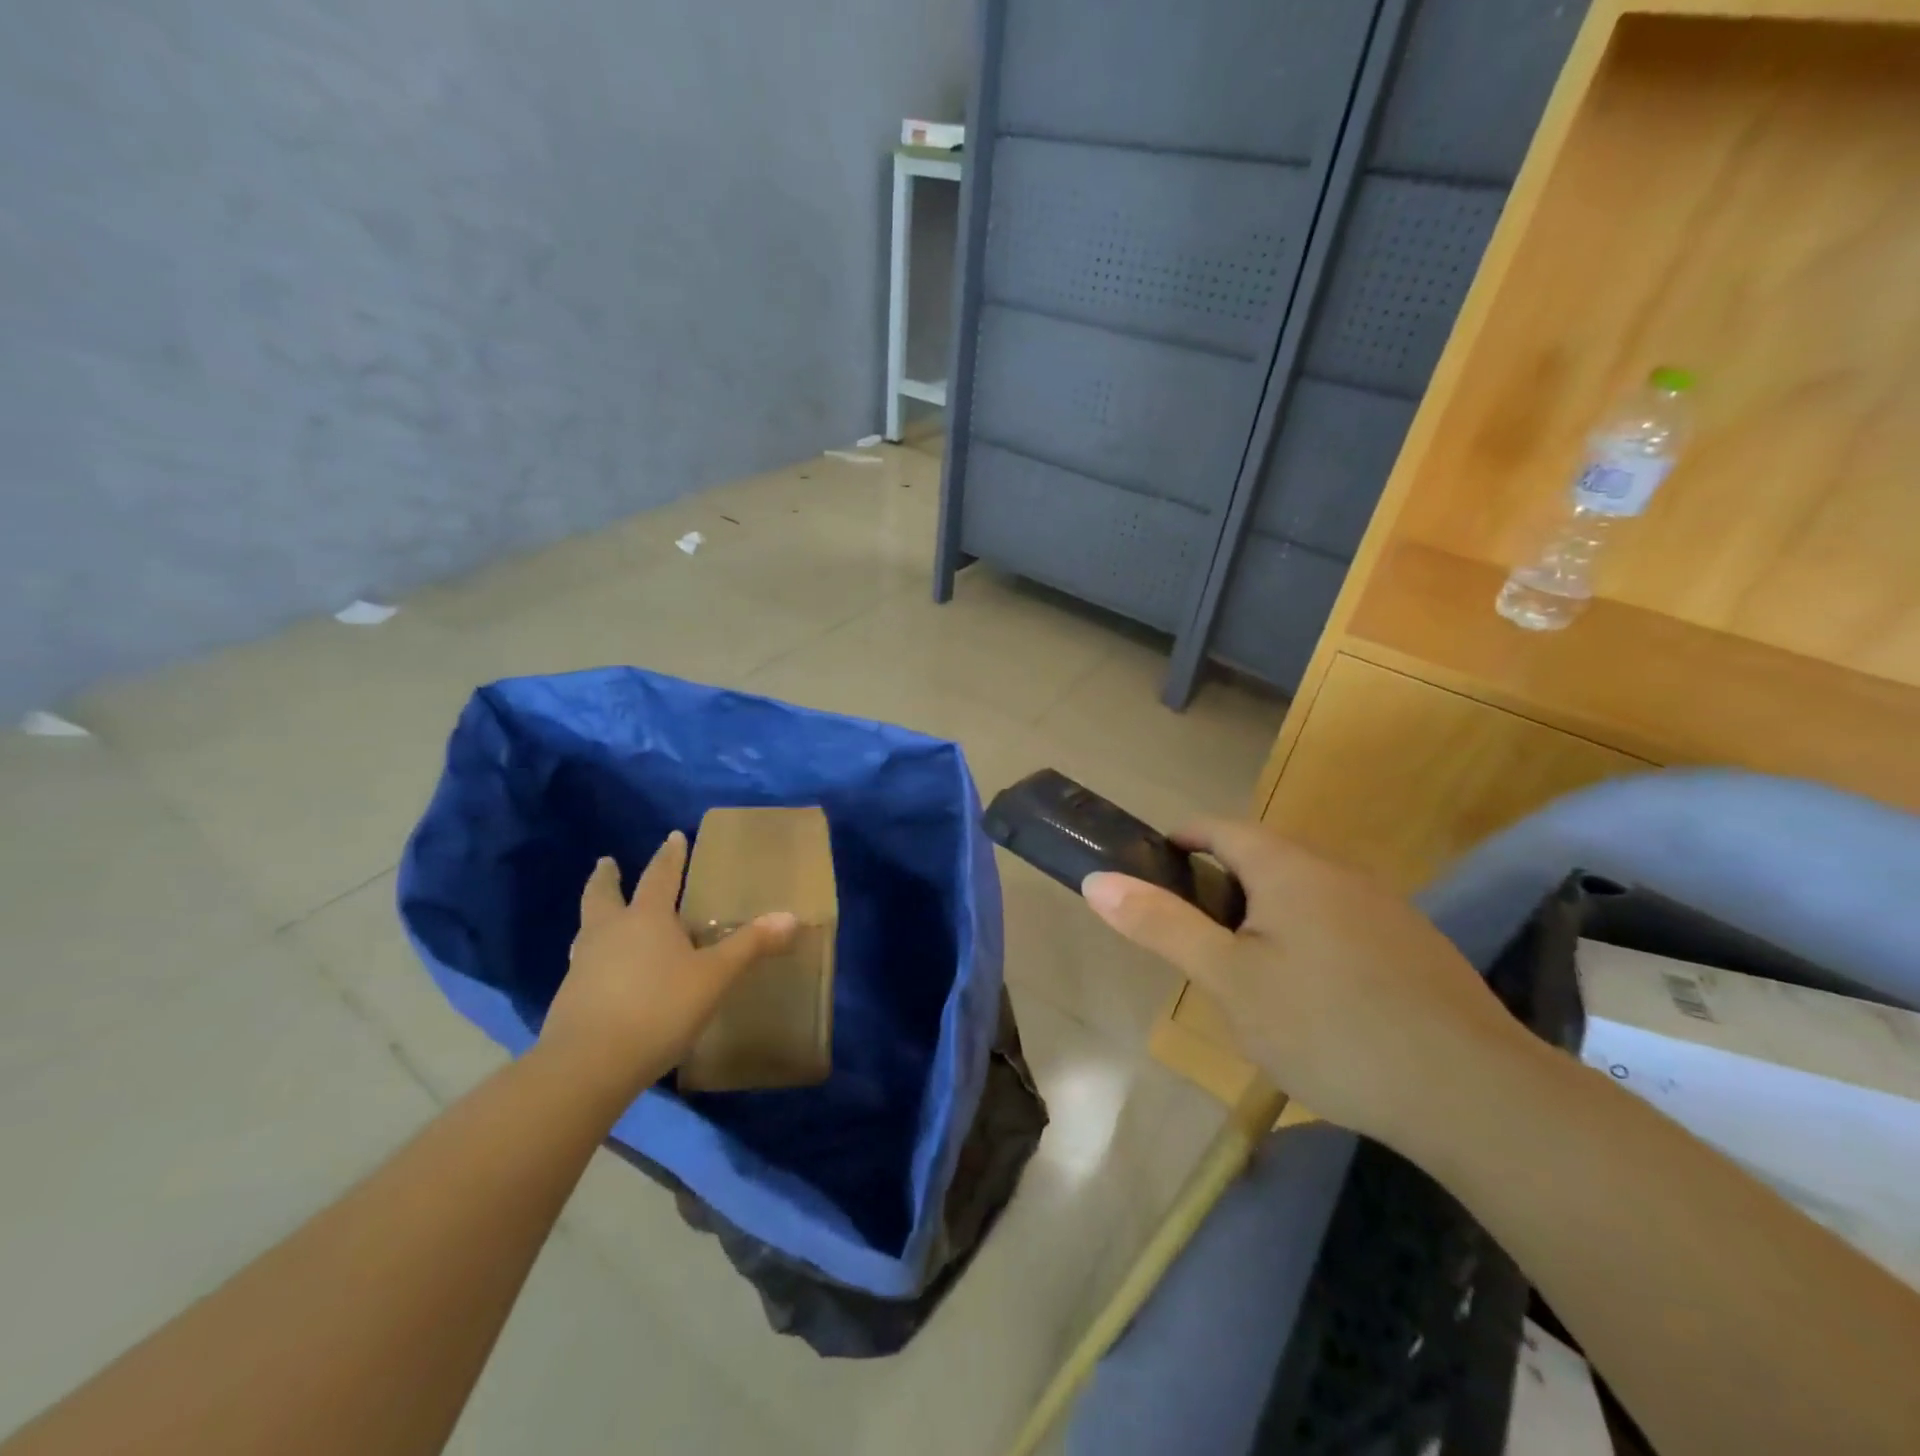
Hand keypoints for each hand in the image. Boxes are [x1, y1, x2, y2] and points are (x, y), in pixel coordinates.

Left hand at [539, 831, 797, 1103]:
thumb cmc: (659, 1007)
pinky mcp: (569, 998)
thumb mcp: (714, 977)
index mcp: (646, 918)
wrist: (589, 1065)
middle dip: (607, 878)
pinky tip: (603, 973)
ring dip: (596, 916)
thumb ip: (750, 946)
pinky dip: (594, 956)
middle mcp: (609, 932)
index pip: (659, 876)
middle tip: (606, 862)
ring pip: (587, 929)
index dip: (669, 856)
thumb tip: (791, 916)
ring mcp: (583, 965)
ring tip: (602, 916)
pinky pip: (584, 964)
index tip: (672, 836)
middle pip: (602, 895)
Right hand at [1083, 820, 1533, 1149]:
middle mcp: (1337, 871)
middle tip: (1192, 939)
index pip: (1218, 827)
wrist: (1474, 1095)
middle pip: (1261, 857)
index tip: (1151, 872)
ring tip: (1244, 971)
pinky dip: (1306, 939)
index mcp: (1288, 866)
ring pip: (1302, 892)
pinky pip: (1339, 922)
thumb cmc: (1329, 1027)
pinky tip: (1313, 999)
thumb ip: (1162, 926)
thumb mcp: (1228, 979)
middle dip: (1217, 885)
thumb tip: (1097, 880)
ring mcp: (1383, 907)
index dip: (1178, 840)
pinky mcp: (1413, 947)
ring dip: (1262, 915)